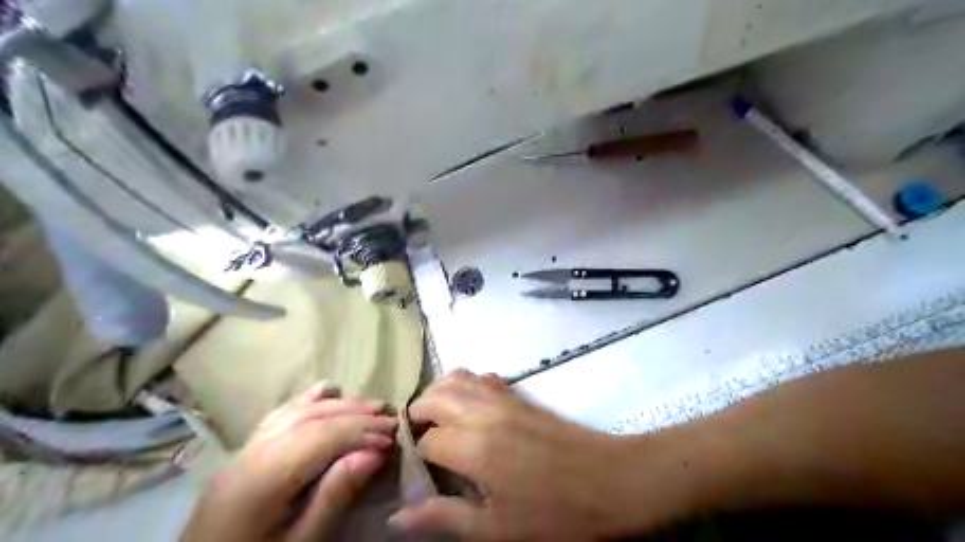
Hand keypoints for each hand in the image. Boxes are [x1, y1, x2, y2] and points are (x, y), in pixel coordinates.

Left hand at [181, 382, 396, 541]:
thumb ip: (334, 497)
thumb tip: (373, 453)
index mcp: (263, 478)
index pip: (322, 437)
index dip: (361, 431)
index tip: (393, 437)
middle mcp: (251, 454)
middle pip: (312, 419)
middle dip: (355, 415)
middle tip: (391, 418)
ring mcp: (243, 451)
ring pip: (296, 412)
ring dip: (338, 405)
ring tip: (370, 406)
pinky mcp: (242, 455)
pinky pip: (278, 417)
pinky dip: (306, 400)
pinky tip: (325, 390)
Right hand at [386, 372, 638, 541]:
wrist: (611, 480)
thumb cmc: (555, 514)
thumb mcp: (496, 529)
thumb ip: (443, 518)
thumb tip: (395, 519)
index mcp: (472, 446)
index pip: (425, 442)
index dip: (415, 460)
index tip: (419, 476)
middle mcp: (482, 411)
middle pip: (433, 398)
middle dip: (418, 417)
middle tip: (420, 446)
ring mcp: (502, 398)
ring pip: (456, 378)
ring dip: (438, 394)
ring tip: (436, 422)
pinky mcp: (519, 394)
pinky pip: (482, 378)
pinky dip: (465, 386)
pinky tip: (469, 408)